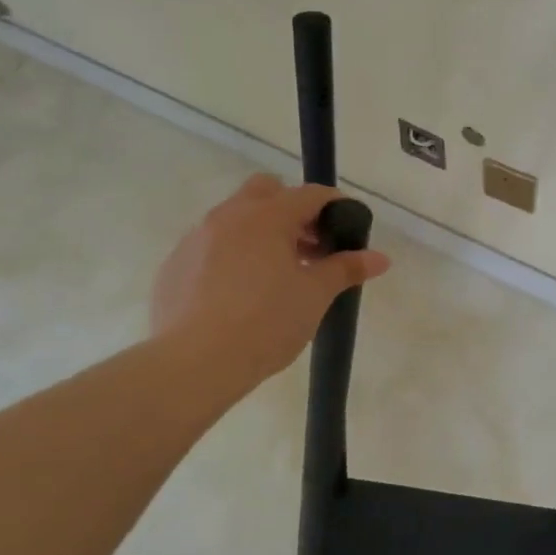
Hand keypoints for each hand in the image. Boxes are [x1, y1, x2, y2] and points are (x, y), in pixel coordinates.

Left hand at [151, 174, 390, 391]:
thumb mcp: (315, 295)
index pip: (310, 194)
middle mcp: (229, 216)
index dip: (336, 206)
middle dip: (292, 209)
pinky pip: (210, 247)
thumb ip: (346, 268)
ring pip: (235, 218)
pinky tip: (240, 294)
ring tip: (277, 273)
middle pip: (266, 191)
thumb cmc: (266, 322)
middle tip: (310, 246)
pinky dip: (231, 256)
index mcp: (267, 216)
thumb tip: (380, 257)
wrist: (194, 363)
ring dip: (261, 232)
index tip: (349, 228)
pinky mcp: (174, 265)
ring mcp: (196, 239)